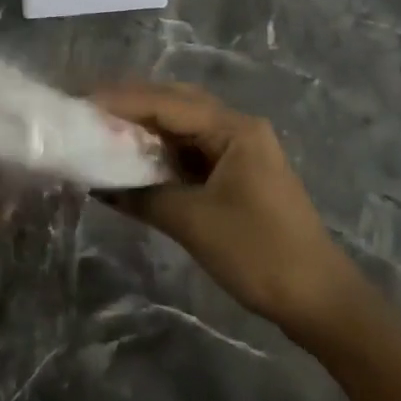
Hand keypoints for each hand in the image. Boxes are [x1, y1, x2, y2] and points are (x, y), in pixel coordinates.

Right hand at [96, 83, 358, 335]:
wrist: (319, 299)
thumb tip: (99, 184)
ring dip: (146, 130)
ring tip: (102, 131)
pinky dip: (162, 155)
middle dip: (132, 106)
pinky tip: (134, 162)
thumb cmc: (258, 253)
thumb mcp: (194, 222)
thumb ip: (144, 196)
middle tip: (88, 111)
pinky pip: (191, 152)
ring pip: (183, 128)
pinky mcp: (237, 175)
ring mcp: (239, 151)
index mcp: (233, 128)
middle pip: (176, 104)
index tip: (81, 101)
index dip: (121, 101)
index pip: (166, 102)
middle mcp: (237, 128)